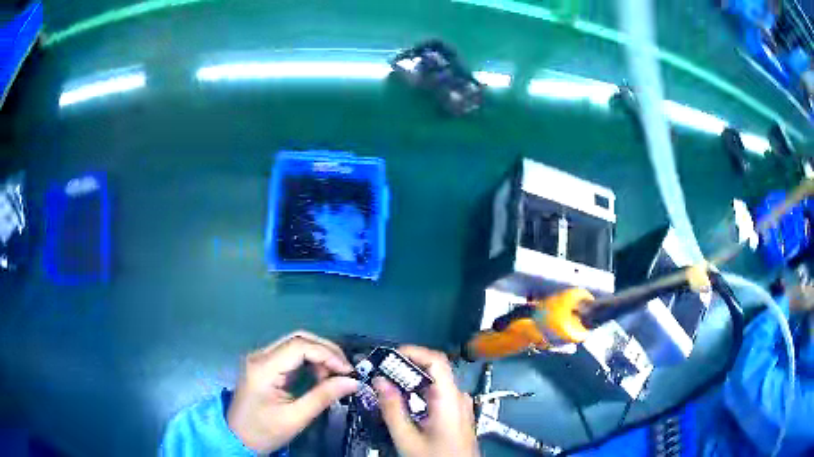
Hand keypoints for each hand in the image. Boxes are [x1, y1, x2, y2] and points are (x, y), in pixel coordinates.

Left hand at [227, 331, 358, 453]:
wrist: (237, 438)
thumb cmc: (264, 431)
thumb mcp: (296, 418)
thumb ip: (323, 397)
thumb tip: (353, 381)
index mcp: (263, 367)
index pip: (299, 346)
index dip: (327, 354)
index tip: (348, 371)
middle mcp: (260, 355)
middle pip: (298, 338)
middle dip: (325, 350)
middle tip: (346, 369)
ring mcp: (260, 359)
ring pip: (295, 344)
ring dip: (318, 355)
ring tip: (335, 375)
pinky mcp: (264, 365)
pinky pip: (290, 354)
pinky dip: (309, 361)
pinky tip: (319, 375)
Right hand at [373, 346, 479, 456]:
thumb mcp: (407, 438)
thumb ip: (392, 409)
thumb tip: (380, 381)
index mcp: (450, 399)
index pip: (437, 360)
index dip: (413, 352)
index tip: (389, 356)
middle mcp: (459, 397)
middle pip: (435, 370)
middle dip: (406, 367)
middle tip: (381, 372)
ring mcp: (460, 405)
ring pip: (435, 383)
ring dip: (411, 381)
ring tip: (387, 386)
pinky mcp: (458, 413)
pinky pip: (438, 394)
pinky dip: (419, 393)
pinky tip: (404, 403)